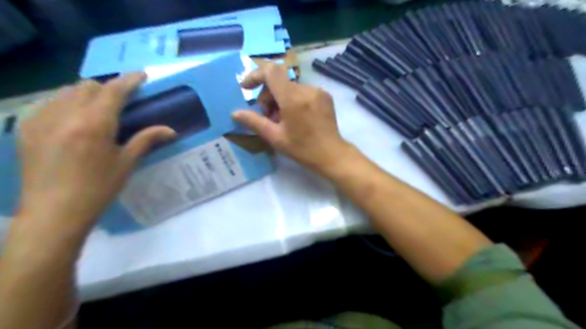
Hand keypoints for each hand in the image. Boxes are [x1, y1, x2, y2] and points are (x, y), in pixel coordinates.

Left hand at [16, 72, 175, 236]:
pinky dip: (65, 103)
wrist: (54, 212)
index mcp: (94, 124)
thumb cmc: (98, 188)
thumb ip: (147, 140)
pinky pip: (48, 103)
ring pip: (66, 91)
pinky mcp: (26, 128)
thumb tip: (171, 130)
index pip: (114, 91)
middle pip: (88, 86)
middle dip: (108, 88)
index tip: (141, 75)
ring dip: (86, 94)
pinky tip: (73, 120)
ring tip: (97, 109)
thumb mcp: (126, 163)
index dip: (129, 80)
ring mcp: (41, 119)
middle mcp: (66, 115)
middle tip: (121, 100)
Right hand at [234, 62, 352, 174]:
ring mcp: (318, 91)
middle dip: (267, 95)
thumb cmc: (302, 149)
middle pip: (279, 81)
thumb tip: (234, 113)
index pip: (271, 71)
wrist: (332, 154)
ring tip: (281, 119)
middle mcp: (306, 89)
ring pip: (291, 87)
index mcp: (293, 98)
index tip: (246, 88)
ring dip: (280, 99)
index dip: (255, 75)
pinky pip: (302, 91)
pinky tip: (295, 117)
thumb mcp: (275, 137)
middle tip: (266, 115)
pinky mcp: (325, 96)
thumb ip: (254, 122)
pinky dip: (293, 99)